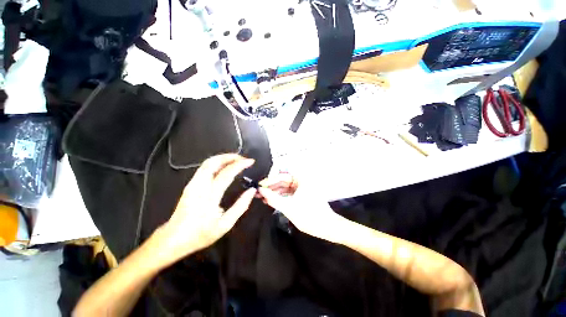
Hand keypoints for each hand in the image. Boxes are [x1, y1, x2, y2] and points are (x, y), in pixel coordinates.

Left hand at [153, 154, 256, 266]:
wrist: (173, 239)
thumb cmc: (201, 234)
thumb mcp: (225, 224)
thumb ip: (240, 206)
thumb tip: (252, 191)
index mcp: (210, 196)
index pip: (227, 173)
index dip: (240, 164)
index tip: (250, 161)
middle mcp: (200, 185)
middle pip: (213, 162)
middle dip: (230, 156)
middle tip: (242, 158)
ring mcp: (193, 184)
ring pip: (207, 163)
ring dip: (223, 158)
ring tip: (235, 160)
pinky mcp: (190, 185)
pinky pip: (204, 168)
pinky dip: (217, 163)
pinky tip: (224, 167)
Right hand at [258, 173, 345, 242]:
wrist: (327, 227)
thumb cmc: (309, 215)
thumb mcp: (288, 207)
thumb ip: (273, 198)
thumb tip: (260, 190)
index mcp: (302, 178)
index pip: (282, 173)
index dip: (270, 179)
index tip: (260, 186)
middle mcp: (302, 179)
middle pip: (283, 179)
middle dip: (271, 186)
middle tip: (259, 192)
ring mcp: (302, 187)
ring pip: (285, 186)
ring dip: (275, 192)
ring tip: (263, 198)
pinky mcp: (302, 194)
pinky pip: (289, 192)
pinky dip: (281, 196)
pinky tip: (271, 201)